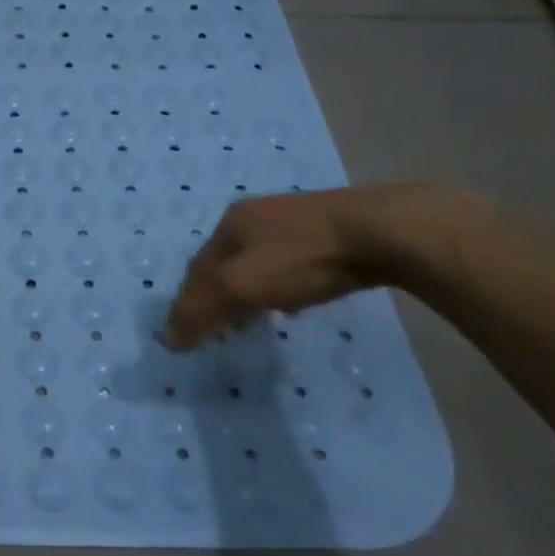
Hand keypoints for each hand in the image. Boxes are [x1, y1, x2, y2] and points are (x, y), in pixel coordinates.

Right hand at [162, 186, 445, 349]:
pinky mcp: (332, 230)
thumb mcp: (241, 286)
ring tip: (256, 320)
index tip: (192, 334)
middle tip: (222, 329)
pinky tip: (296, 303)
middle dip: (220, 296)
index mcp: (230, 221)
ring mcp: (296, 219)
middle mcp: (256, 214)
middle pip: (225, 263)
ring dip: (251, 292)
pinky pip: (292, 263)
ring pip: (259, 263)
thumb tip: (168, 341)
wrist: (386, 232)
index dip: (190, 302)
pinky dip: (283, 286)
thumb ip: (201, 312)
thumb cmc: (302, 258)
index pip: (197, 268)